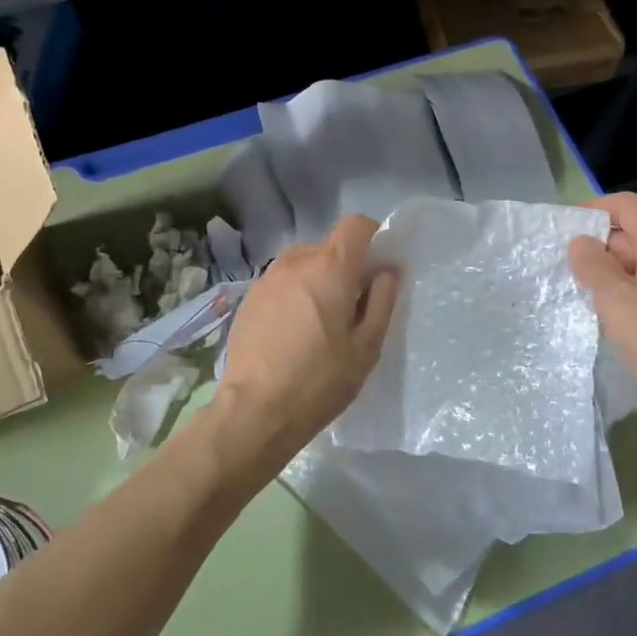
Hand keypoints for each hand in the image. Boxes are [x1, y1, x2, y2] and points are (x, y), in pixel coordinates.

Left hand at [211, 214, 399, 477]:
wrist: (254, 411)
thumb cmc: (320, 380)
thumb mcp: (366, 347)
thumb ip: (382, 301)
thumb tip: (387, 271)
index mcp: (331, 267)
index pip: (356, 225)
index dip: (371, 237)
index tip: (376, 267)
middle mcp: (297, 260)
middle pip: (329, 247)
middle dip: (344, 268)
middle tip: (350, 308)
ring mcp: (268, 277)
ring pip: (303, 263)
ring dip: (316, 280)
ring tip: (318, 322)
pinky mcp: (249, 296)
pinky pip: (282, 282)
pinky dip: (293, 294)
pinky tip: (291, 332)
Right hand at [568, 192, 636, 426]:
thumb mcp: (615, 299)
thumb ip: (592, 264)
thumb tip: (580, 242)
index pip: (626, 204)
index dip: (593, 209)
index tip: (564, 229)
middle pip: (634, 231)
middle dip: (599, 244)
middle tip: (567, 266)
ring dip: (611, 271)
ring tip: (582, 291)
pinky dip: (627, 290)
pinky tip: (610, 315)